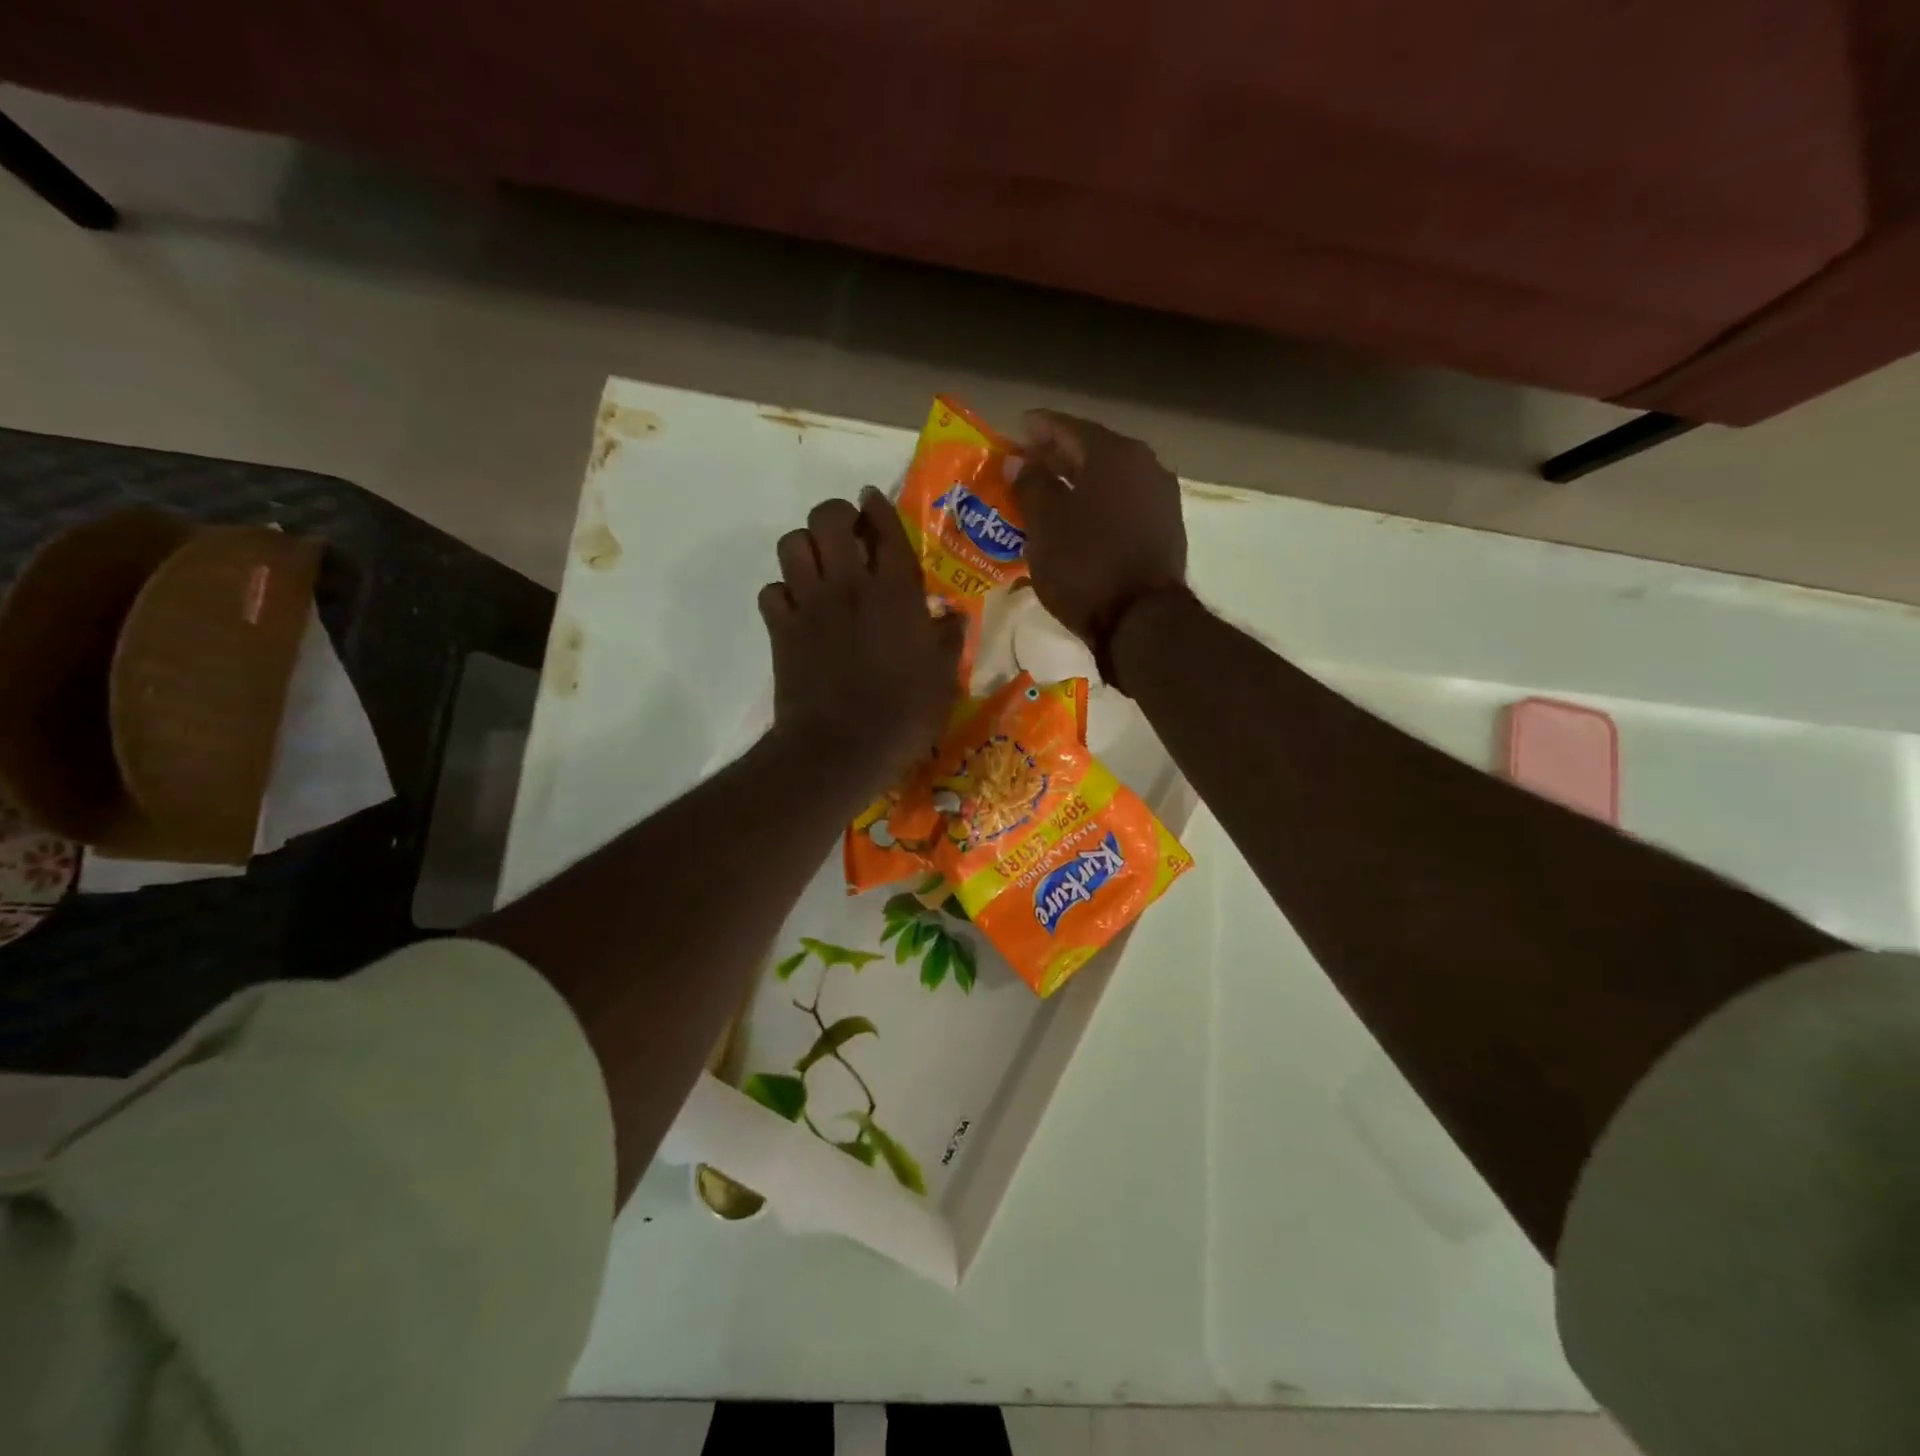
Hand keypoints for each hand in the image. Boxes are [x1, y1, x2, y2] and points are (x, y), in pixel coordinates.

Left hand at [759, 488, 965, 795]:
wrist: (843, 747)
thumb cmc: (904, 714)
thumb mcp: (944, 678)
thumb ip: (948, 638)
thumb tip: (950, 615)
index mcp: (895, 591)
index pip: (883, 527)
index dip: (876, 505)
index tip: (871, 499)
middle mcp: (849, 584)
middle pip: (827, 517)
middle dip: (835, 516)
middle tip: (846, 536)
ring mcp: (809, 604)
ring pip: (792, 544)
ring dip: (805, 548)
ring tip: (819, 568)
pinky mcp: (780, 629)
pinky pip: (771, 591)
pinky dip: (782, 593)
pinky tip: (797, 609)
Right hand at [1011, 411, 1187, 654]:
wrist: (1141, 620)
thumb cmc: (1085, 566)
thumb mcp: (1044, 525)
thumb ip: (1030, 484)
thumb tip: (1021, 461)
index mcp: (1113, 453)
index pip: (1067, 427)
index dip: (1038, 429)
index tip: (1016, 431)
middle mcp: (1144, 464)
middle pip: (1092, 451)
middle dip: (1058, 457)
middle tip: (1028, 465)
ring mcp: (1160, 497)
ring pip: (1110, 479)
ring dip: (1079, 483)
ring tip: (1051, 496)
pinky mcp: (1166, 528)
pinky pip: (1123, 504)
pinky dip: (1099, 505)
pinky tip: (1081, 521)